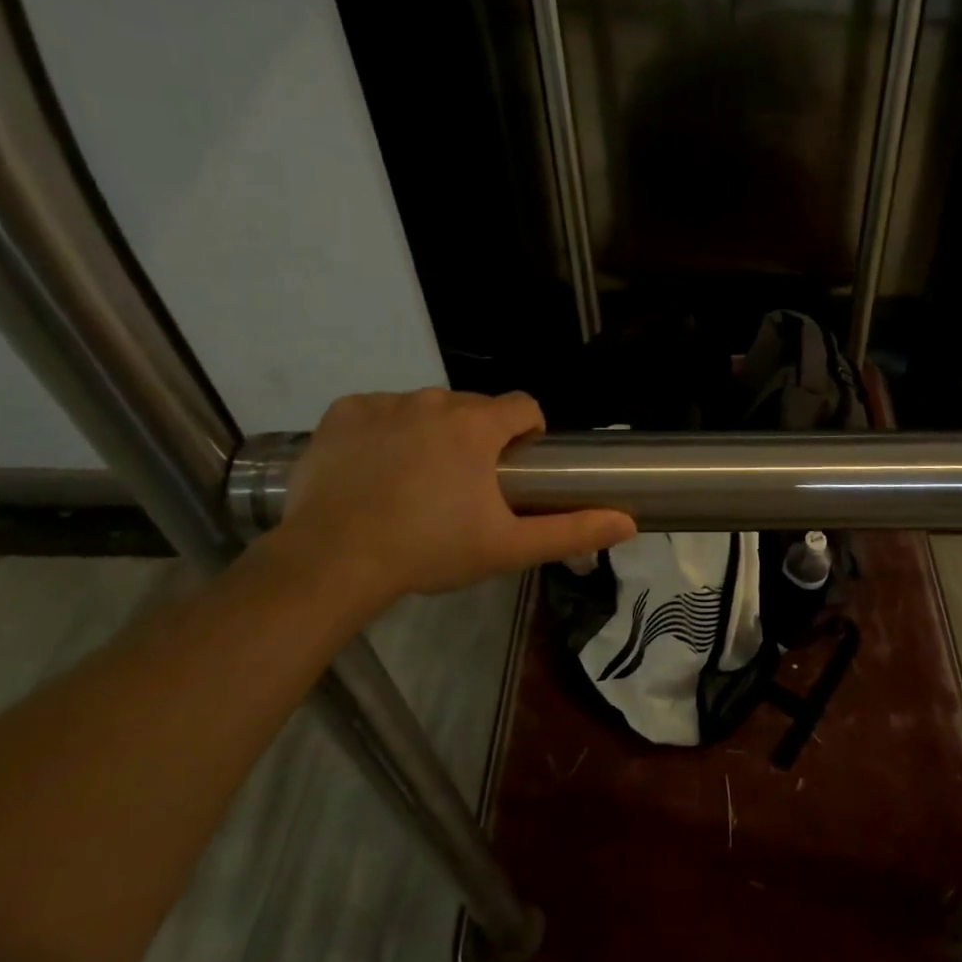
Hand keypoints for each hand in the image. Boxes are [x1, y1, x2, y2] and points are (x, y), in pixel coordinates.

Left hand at [271, 390, 634, 612]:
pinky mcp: (343, 412)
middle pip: (474, 407)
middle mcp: (435, 400)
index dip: (527, 434)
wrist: (332, 561)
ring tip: (414, 483)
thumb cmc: (429, 550)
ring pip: (425, 408)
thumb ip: (572, 530)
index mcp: (478, 426)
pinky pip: (378, 411)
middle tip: (462, 489)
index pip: (523, 406)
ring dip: (431, 433)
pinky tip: (373, 471)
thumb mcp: (507, 547)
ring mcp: (384, 403)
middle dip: (478, 438)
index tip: (514, 469)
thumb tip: (629, 522)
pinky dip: (383, 432)